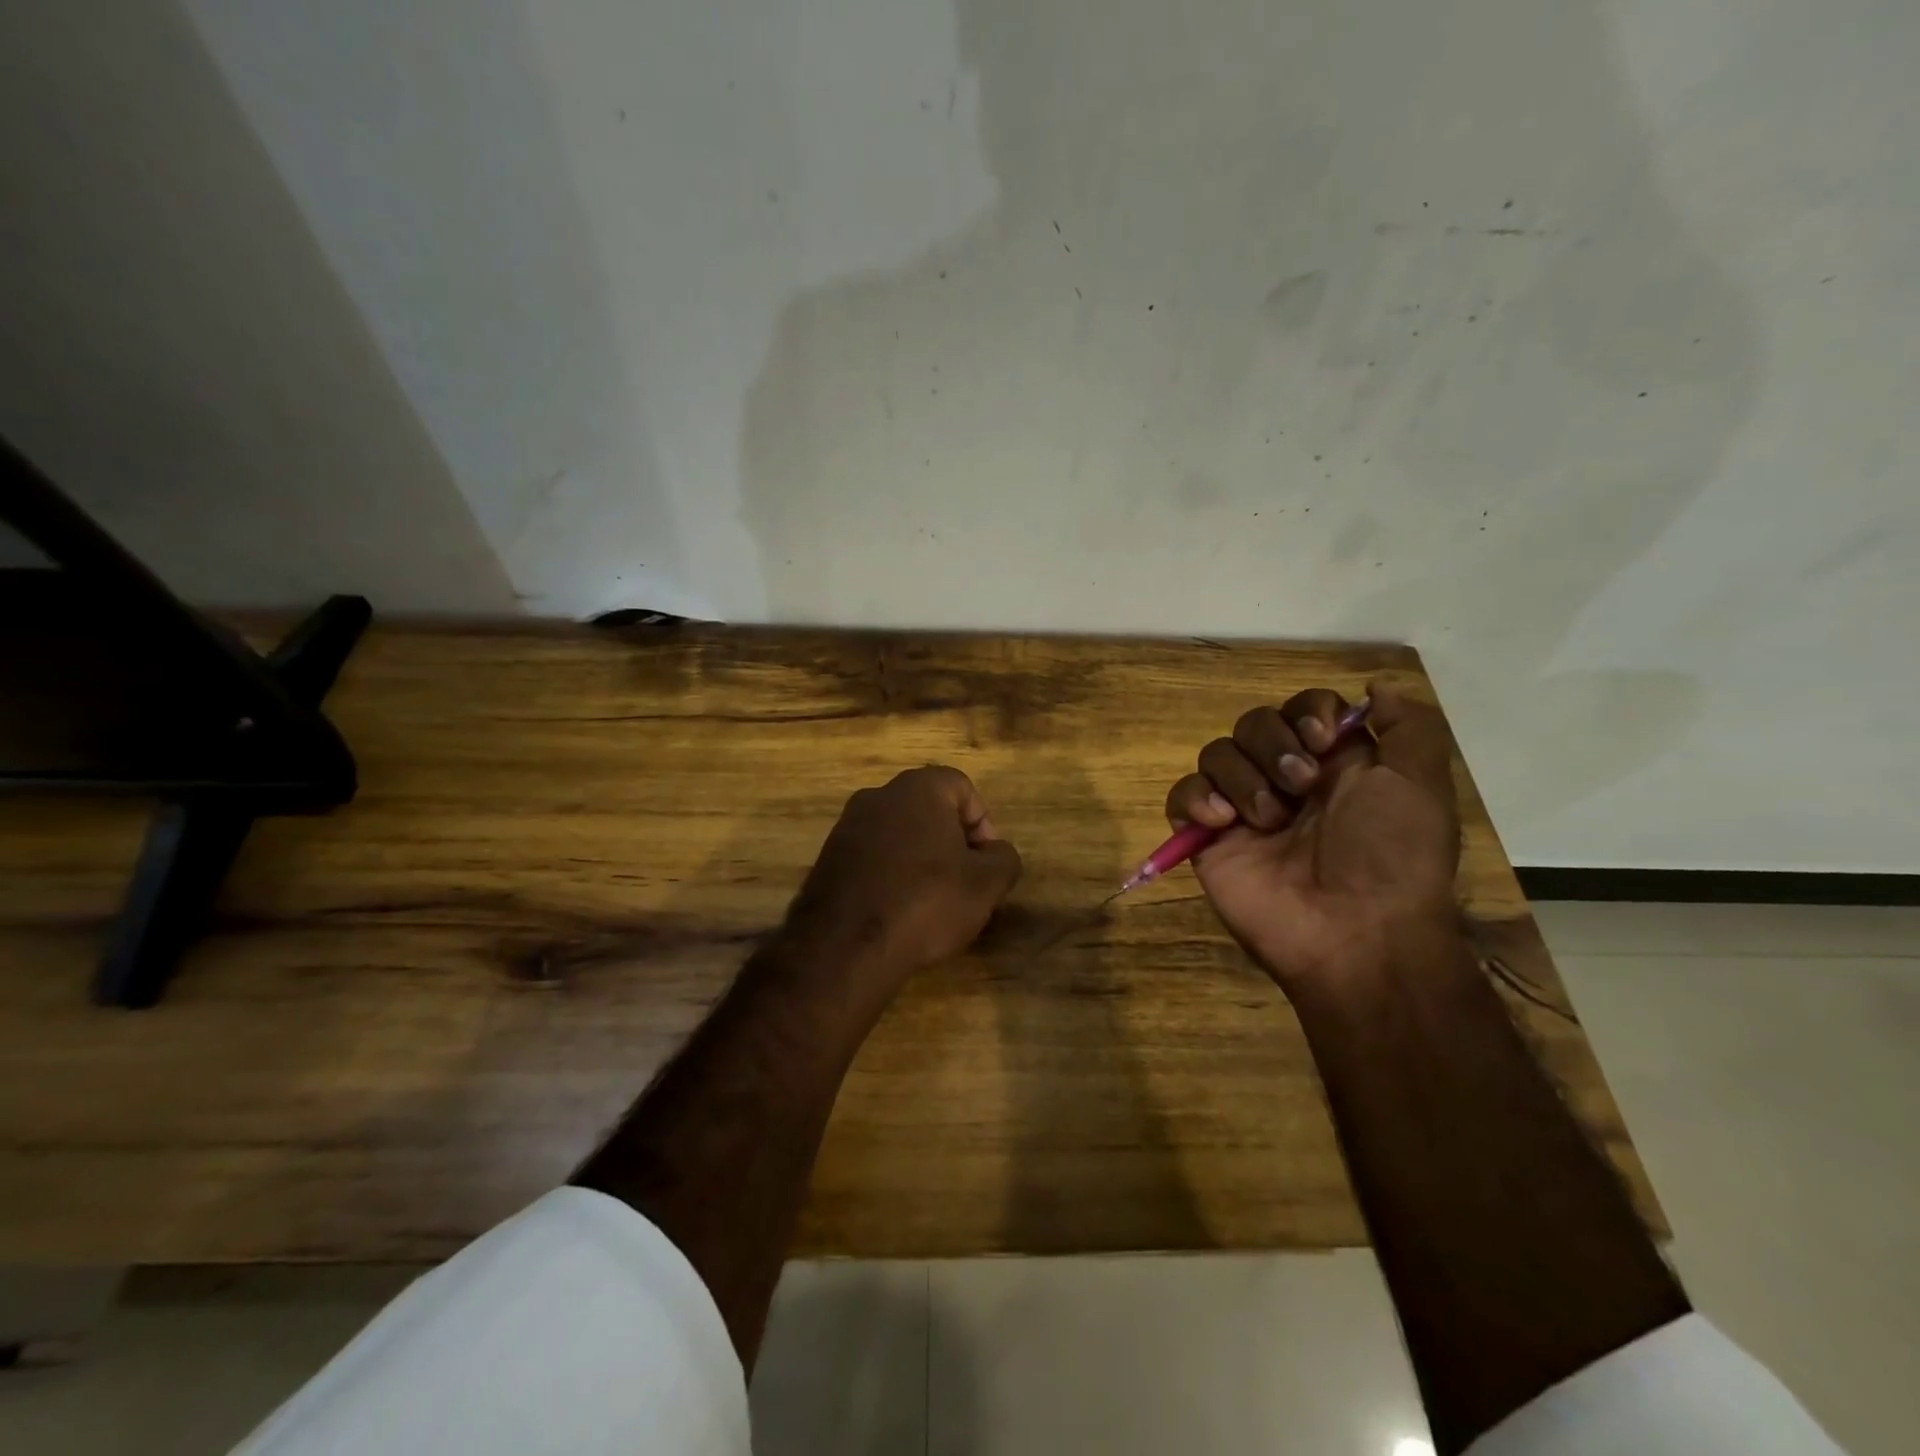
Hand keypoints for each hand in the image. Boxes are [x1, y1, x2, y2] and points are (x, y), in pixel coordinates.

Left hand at [786, 766, 1021, 1005]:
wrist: (845, 947)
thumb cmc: (926, 903)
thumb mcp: (986, 884)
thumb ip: (1003, 858)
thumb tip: (996, 852)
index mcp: (918, 788)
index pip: (962, 787)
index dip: (982, 823)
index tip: (986, 863)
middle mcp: (878, 796)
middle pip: (928, 809)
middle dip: (951, 841)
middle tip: (963, 881)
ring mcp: (846, 826)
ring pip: (898, 834)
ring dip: (920, 859)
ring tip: (931, 901)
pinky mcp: (827, 859)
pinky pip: (872, 857)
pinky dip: (890, 875)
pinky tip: (897, 910)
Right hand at [1164, 679, 1459, 988]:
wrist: (1355, 933)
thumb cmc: (1392, 856)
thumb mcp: (1421, 785)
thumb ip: (1408, 727)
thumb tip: (1376, 686)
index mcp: (1335, 764)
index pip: (1302, 709)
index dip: (1307, 713)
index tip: (1323, 740)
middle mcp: (1285, 780)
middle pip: (1254, 723)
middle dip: (1273, 745)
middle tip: (1300, 786)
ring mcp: (1243, 809)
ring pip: (1216, 753)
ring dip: (1243, 778)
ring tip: (1267, 820)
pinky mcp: (1207, 838)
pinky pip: (1182, 795)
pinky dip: (1196, 798)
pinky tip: (1222, 822)